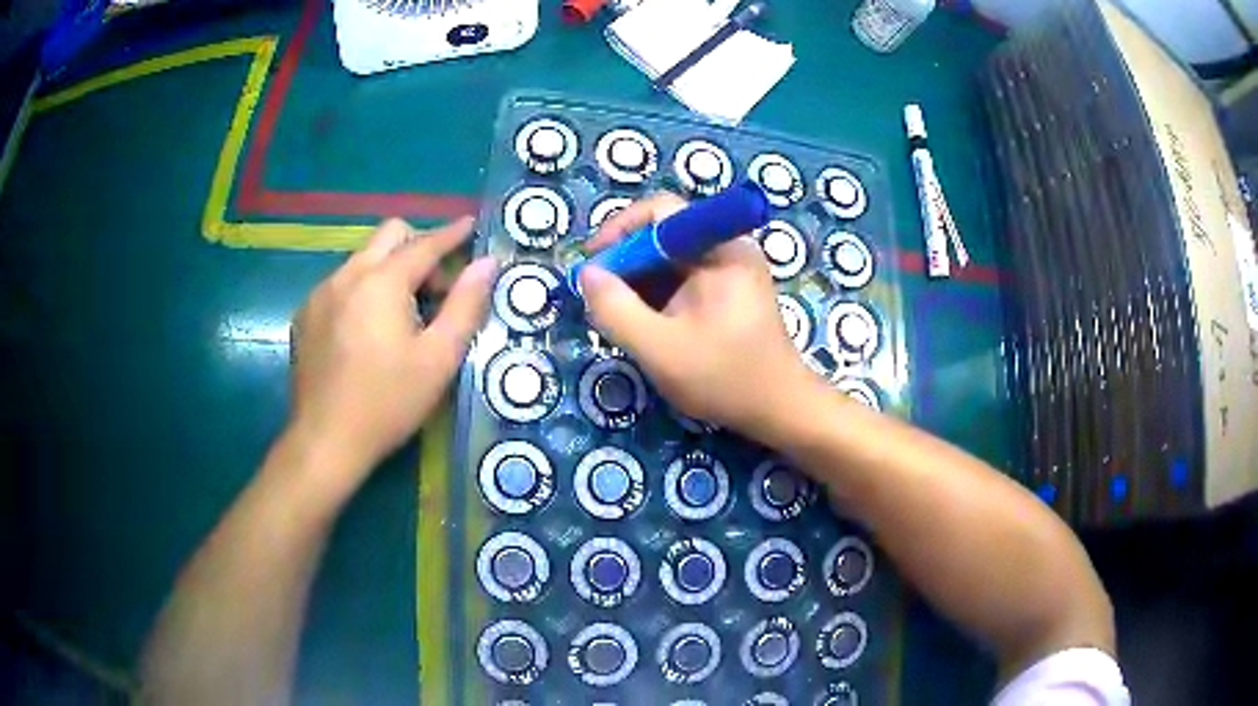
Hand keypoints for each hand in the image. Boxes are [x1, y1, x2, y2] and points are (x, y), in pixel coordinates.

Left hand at [288, 217, 495, 486]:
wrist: (325, 441)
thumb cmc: (387, 403)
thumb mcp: (438, 359)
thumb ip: (465, 306)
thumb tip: (486, 265)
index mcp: (381, 282)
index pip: (424, 243)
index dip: (452, 234)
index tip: (470, 225)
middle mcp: (347, 275)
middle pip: (389, 236)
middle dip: (418, 249)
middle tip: (435, 290)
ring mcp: (320, 294)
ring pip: (363, 259)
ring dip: (390, 272)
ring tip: (402, 318)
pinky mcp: (305, 315)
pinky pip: (341, 284)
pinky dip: (363, 292)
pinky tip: (367, 334)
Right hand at [580, 193, 815, 438]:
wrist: (780, 409)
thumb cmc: (725, 378)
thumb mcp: (660, 349)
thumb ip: (616, 310)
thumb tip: (586, 274)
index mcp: (721, 249)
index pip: (661, 211)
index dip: (620, 229)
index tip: (594, 262)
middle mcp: (728, 249)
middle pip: (663, 234)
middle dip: (626, 262)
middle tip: (600, 298)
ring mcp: (731, 270)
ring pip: (670, 260)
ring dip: (639, 282)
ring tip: (619, 317)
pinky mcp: (729, 292)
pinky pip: (683, 279)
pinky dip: (657, 296)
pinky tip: (645, 325)